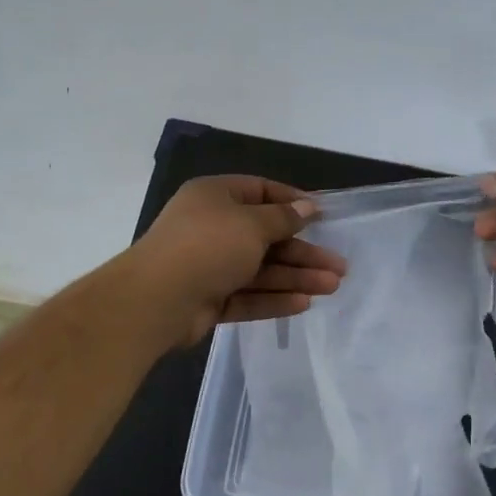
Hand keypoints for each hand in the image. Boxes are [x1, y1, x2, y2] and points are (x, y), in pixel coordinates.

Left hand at [128, 175, 347, 347]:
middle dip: (303, 251)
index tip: (322, 216)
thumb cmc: (208, 246)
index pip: (260, 191)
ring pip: (260, 269)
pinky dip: (273, 298)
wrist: (156, 300)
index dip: (292, 202)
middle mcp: (212, 228)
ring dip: (296, 277)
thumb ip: (283, 217)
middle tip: (339, 265)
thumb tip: (307, 205)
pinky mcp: (209, 299)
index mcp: (215, 197)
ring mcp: (209, 266)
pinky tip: (303, 303)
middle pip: (266, 236)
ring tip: (332, 286)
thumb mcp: (252, 223)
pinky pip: (247, 295)